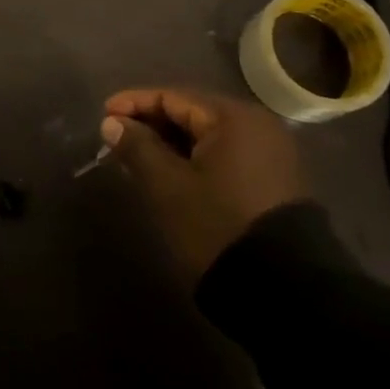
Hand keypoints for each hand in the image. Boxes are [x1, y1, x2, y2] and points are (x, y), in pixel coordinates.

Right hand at [101, 86, 306, 277]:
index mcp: (233, 117)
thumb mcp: (168, 186)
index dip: (134, 104)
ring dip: (171, 144)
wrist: (286, 291)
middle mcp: (257, 125)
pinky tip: (172, 174)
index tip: (103, 116)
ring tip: (138, 158)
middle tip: (117, 139)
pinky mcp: (274, 181)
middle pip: (192, 113)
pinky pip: (225, 156)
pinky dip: (195, 160)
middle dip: (152, 124)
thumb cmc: (218, 225)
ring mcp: (271, 153)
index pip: (172, 97)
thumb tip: (112, 123)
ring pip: (207, 137)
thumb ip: (137, 148)